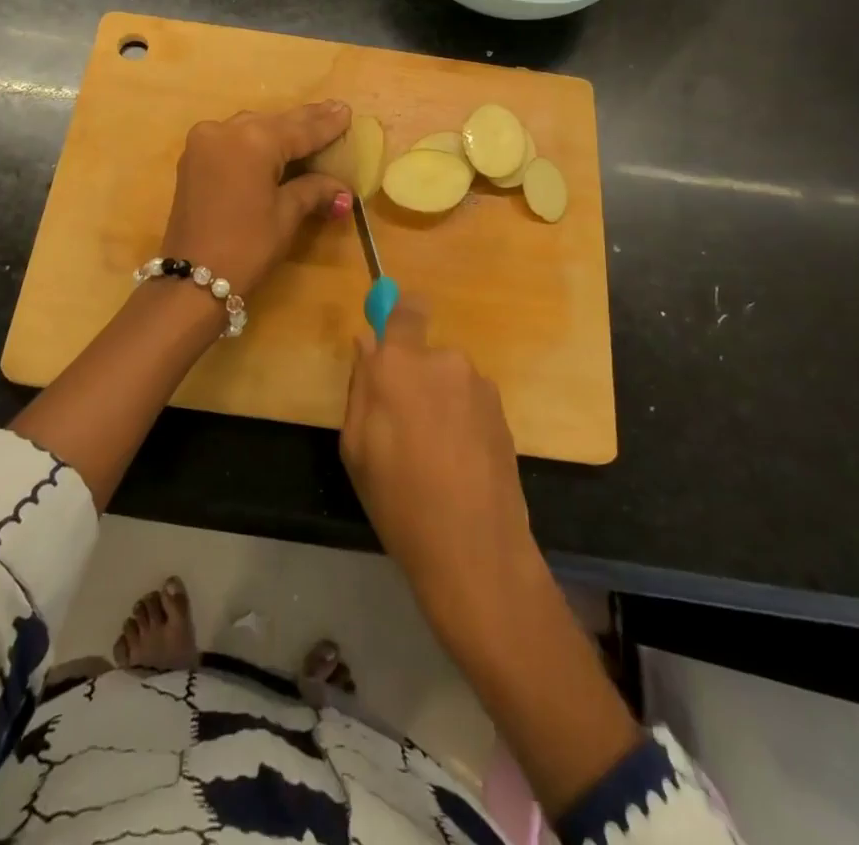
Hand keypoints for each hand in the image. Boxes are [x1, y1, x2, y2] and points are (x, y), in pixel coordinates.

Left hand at [161, 101, 353, 296]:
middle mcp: (226, 130)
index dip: (326, 124)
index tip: (347, 111)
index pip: (300, 129)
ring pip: (251, 127)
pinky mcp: (193, 158)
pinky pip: (232, 139)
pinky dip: (255, 141)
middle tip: (334, 110)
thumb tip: (342, 189)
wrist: (192, 279)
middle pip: (275, 123)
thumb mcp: (286, 215)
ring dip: (279, 129)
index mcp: (254, 140)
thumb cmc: (247, 246)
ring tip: (308, 127)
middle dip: (304, 121)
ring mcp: (204, 142)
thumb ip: (314, 190)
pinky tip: (274, 143)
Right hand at [340, 302, 539, 638]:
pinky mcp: (503, 412)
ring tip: (434, 454)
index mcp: (400, 364)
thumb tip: (367, 342)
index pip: (406, 309)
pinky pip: (470, 402)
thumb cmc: (398, 498)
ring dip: (439, 402)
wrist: (474, 549)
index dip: (399, 316)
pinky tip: (459, 463)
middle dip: (413, 378)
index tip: (390, 341)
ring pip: (448, 380)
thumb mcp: (355, 446)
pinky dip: (461, 421)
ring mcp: (479, 386)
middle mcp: (444, 361)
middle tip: (402, 428)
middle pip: (424, 354)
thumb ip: (361, 384)